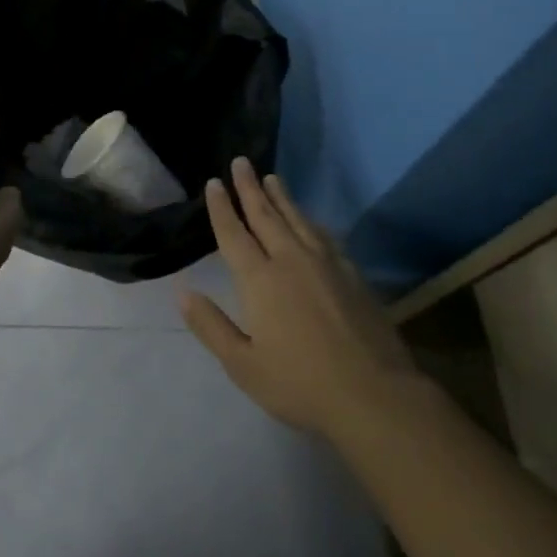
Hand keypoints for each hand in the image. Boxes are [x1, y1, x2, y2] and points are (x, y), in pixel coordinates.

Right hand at [181, 158, 415, 440]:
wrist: (374, 395)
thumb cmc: (300, 384)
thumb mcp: (243, 365)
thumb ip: (211, 326)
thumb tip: (182, 292)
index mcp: (260, 280)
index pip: (234, 234)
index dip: (222, 208)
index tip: (214, 183)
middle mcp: (290, 261)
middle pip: (266, 216)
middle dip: (250, 188)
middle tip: (241, 162)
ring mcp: (325, 265)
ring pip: (297, 220)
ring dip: (281, 197)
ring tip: (272, 178)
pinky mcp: (352, 275)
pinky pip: (324, 236)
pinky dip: (310, 221)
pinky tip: (310, 219)